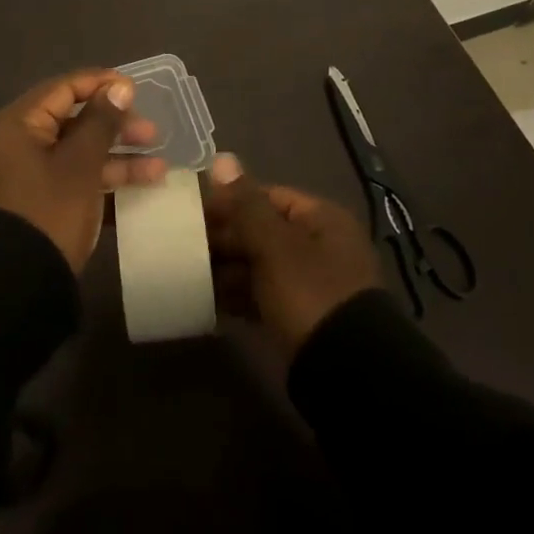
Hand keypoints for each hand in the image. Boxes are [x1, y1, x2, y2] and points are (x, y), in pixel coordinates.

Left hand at [0, 69, 165, 270]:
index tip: (136, 89)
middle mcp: (17, 143)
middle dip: (115, 126)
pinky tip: (141, 186)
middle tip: (152, 134)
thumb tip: (119, 87)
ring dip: (116, 157)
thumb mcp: (80, 165)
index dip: (101, 85)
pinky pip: (72, 177)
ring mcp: (26, 175)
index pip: (63, 89)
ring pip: (76, 152)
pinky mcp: (36, 202)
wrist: (15, 290)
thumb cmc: (48, 213)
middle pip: (72, 121)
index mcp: (18, 124)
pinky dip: (101, 179)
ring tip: (159, 167)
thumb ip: (101, 122)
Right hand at [203, 153, 381, 351]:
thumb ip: (245, 203)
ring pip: (260, 264)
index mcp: (321, 219)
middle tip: (185, 245)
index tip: (193, 212)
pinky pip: (263, 295)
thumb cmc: (310, 293)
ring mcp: (311, 283)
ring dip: (228, 268)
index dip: (231, 201)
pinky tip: (209, 302)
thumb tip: (222, 158)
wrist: (348, 375)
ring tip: (190, 273)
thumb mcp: (274, 245)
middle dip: (225, 237)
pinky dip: (238, 296)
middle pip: (263, 230)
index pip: (268, 196)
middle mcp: (319, 245)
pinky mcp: (301, 316)